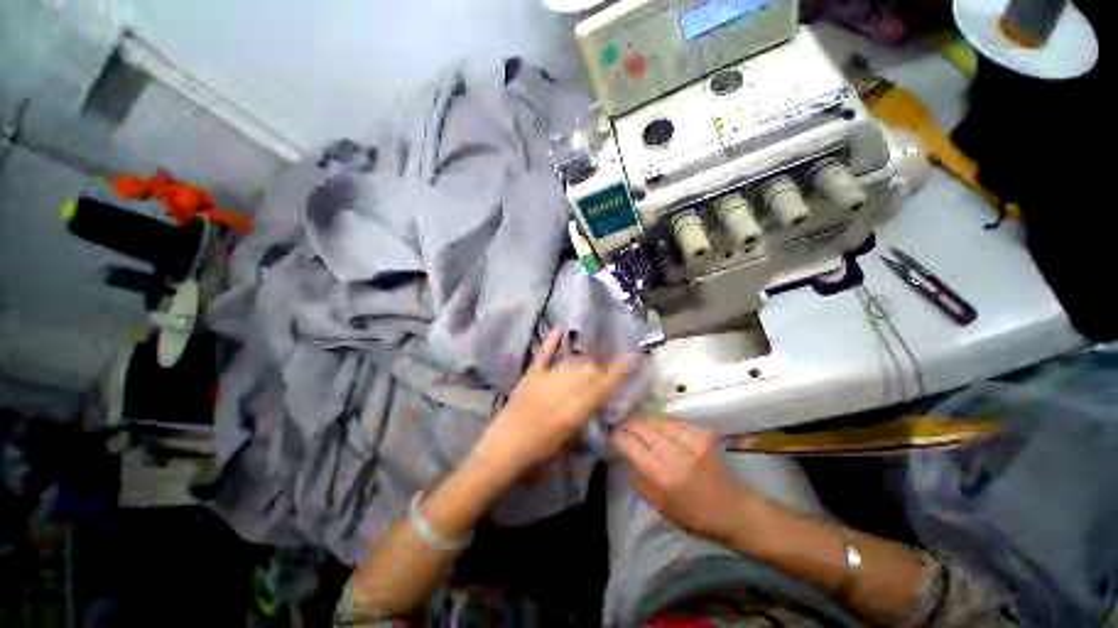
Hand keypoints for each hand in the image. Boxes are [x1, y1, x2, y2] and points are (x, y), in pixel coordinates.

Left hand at [469, 326, 632, 484]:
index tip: (634, 356)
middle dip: (600, 370)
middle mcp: (569, 386)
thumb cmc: (542, 450)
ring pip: (574, 362)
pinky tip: (561, 326)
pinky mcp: (533, 373)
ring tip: (587, 366)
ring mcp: (550, 376)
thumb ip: (585, 414)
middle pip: (591, 369)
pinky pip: (545, 353)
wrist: (507, 447)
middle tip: (601, 375)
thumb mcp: (571, 436)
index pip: (607, 382)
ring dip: (582, 363)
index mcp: (581, 405)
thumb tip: (594, 399)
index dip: (622, 368)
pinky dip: (552, 340)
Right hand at [613, 416, 755, 542]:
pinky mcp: (702, 433)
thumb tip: (627, 457)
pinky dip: (662, 422)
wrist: (735, 510)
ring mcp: (691, 439)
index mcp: (663, 475)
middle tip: (623, 427)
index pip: (631, 444)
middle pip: (642, 426)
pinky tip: (659, 427)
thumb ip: (641, 480)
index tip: (612, 436)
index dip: (618, 436)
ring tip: (639, 424)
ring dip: (644, 420)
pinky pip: (673, 421)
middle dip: (629, 424)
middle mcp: (675, 453)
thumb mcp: (661, 507)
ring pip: (656, 419)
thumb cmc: (696, 517)